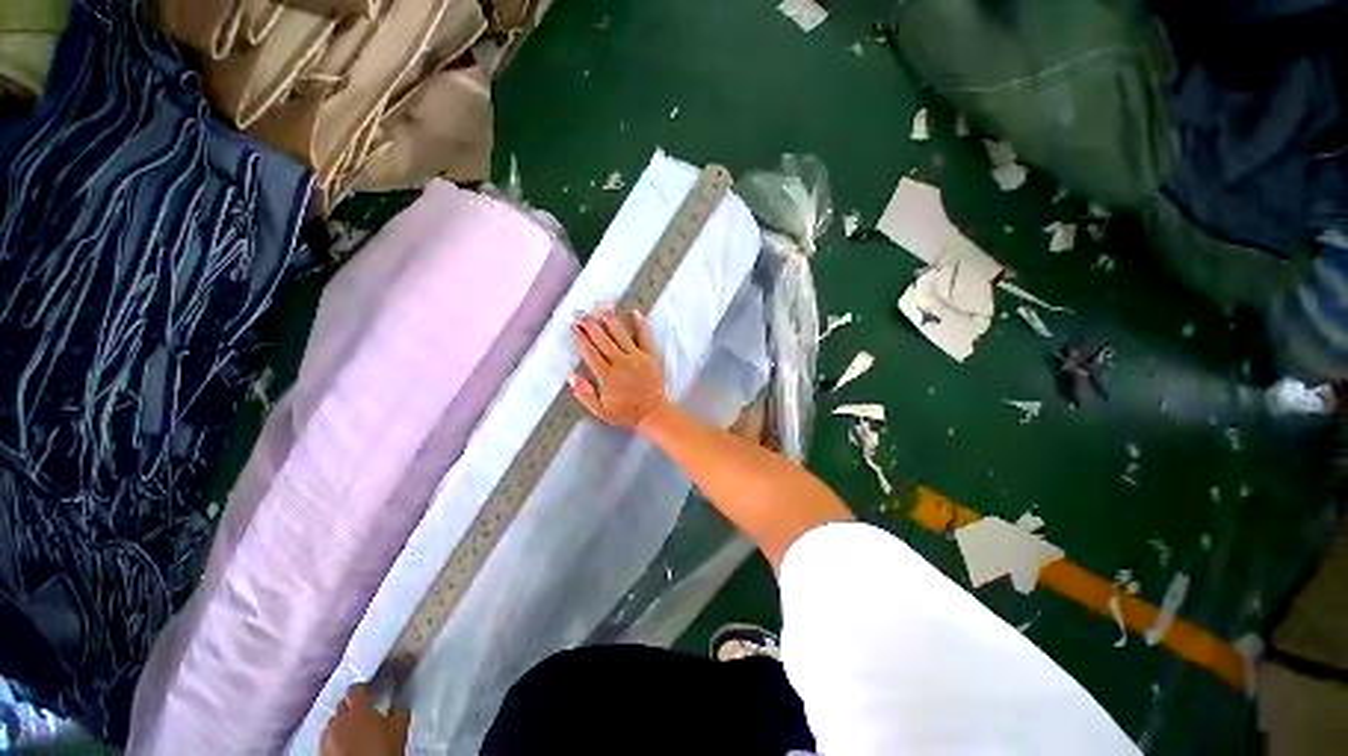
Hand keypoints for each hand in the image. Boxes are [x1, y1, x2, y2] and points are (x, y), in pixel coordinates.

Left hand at [320, 685, 410, 755]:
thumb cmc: (383, 750)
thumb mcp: (399, 728)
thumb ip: (398, 710)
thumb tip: (397, 703)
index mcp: (358, 709)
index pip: (356, 689)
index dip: (364, 689)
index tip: (372, 693)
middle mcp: (339, 720)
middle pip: (343, 705)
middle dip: (353, 706)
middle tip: (366, 713)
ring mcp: (327, 737)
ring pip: (333, 722)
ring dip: (343, 723)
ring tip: (355, 731)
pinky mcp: (322, 752)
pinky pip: (328, 738)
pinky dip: (336, 737)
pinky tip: (346, 745)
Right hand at [570, 305, 667, 428]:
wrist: (653, 412)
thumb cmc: (626, 412)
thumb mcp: (600, 411)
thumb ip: (585, 394)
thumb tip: (571, 377)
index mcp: (607, 375)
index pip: (590, 353)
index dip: (581, 338)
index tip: (574, 326)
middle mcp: (620, 362)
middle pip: (602, 340)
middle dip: (590, 325)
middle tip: (581, 312)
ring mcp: (636, 357)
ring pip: (620, 335)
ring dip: (610, 319)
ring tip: (602, 305)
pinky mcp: (650, 356)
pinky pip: (644, 337)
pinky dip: (640, 324)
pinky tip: (635, 312)